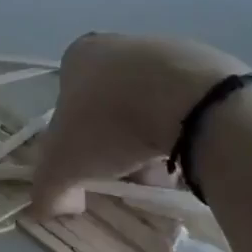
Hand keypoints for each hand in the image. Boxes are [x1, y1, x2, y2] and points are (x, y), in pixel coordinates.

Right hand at [31, 33, 247, 215]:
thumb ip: (46, 188)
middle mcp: (118, 44)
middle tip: (130, 174)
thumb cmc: (112, 122)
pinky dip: (187, 130)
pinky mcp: (205, 64)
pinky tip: (194, 154)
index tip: (93, 165)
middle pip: (111, 105)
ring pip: (150, 105)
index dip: (77, 138)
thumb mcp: (63, 164)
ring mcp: (164, 50)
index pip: (69, 99)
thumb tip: (49, 207)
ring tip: (166, 173)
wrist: (190, 101)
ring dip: (153, 139)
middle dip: (118, 143)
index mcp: (79, 55)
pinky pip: (187, 105)